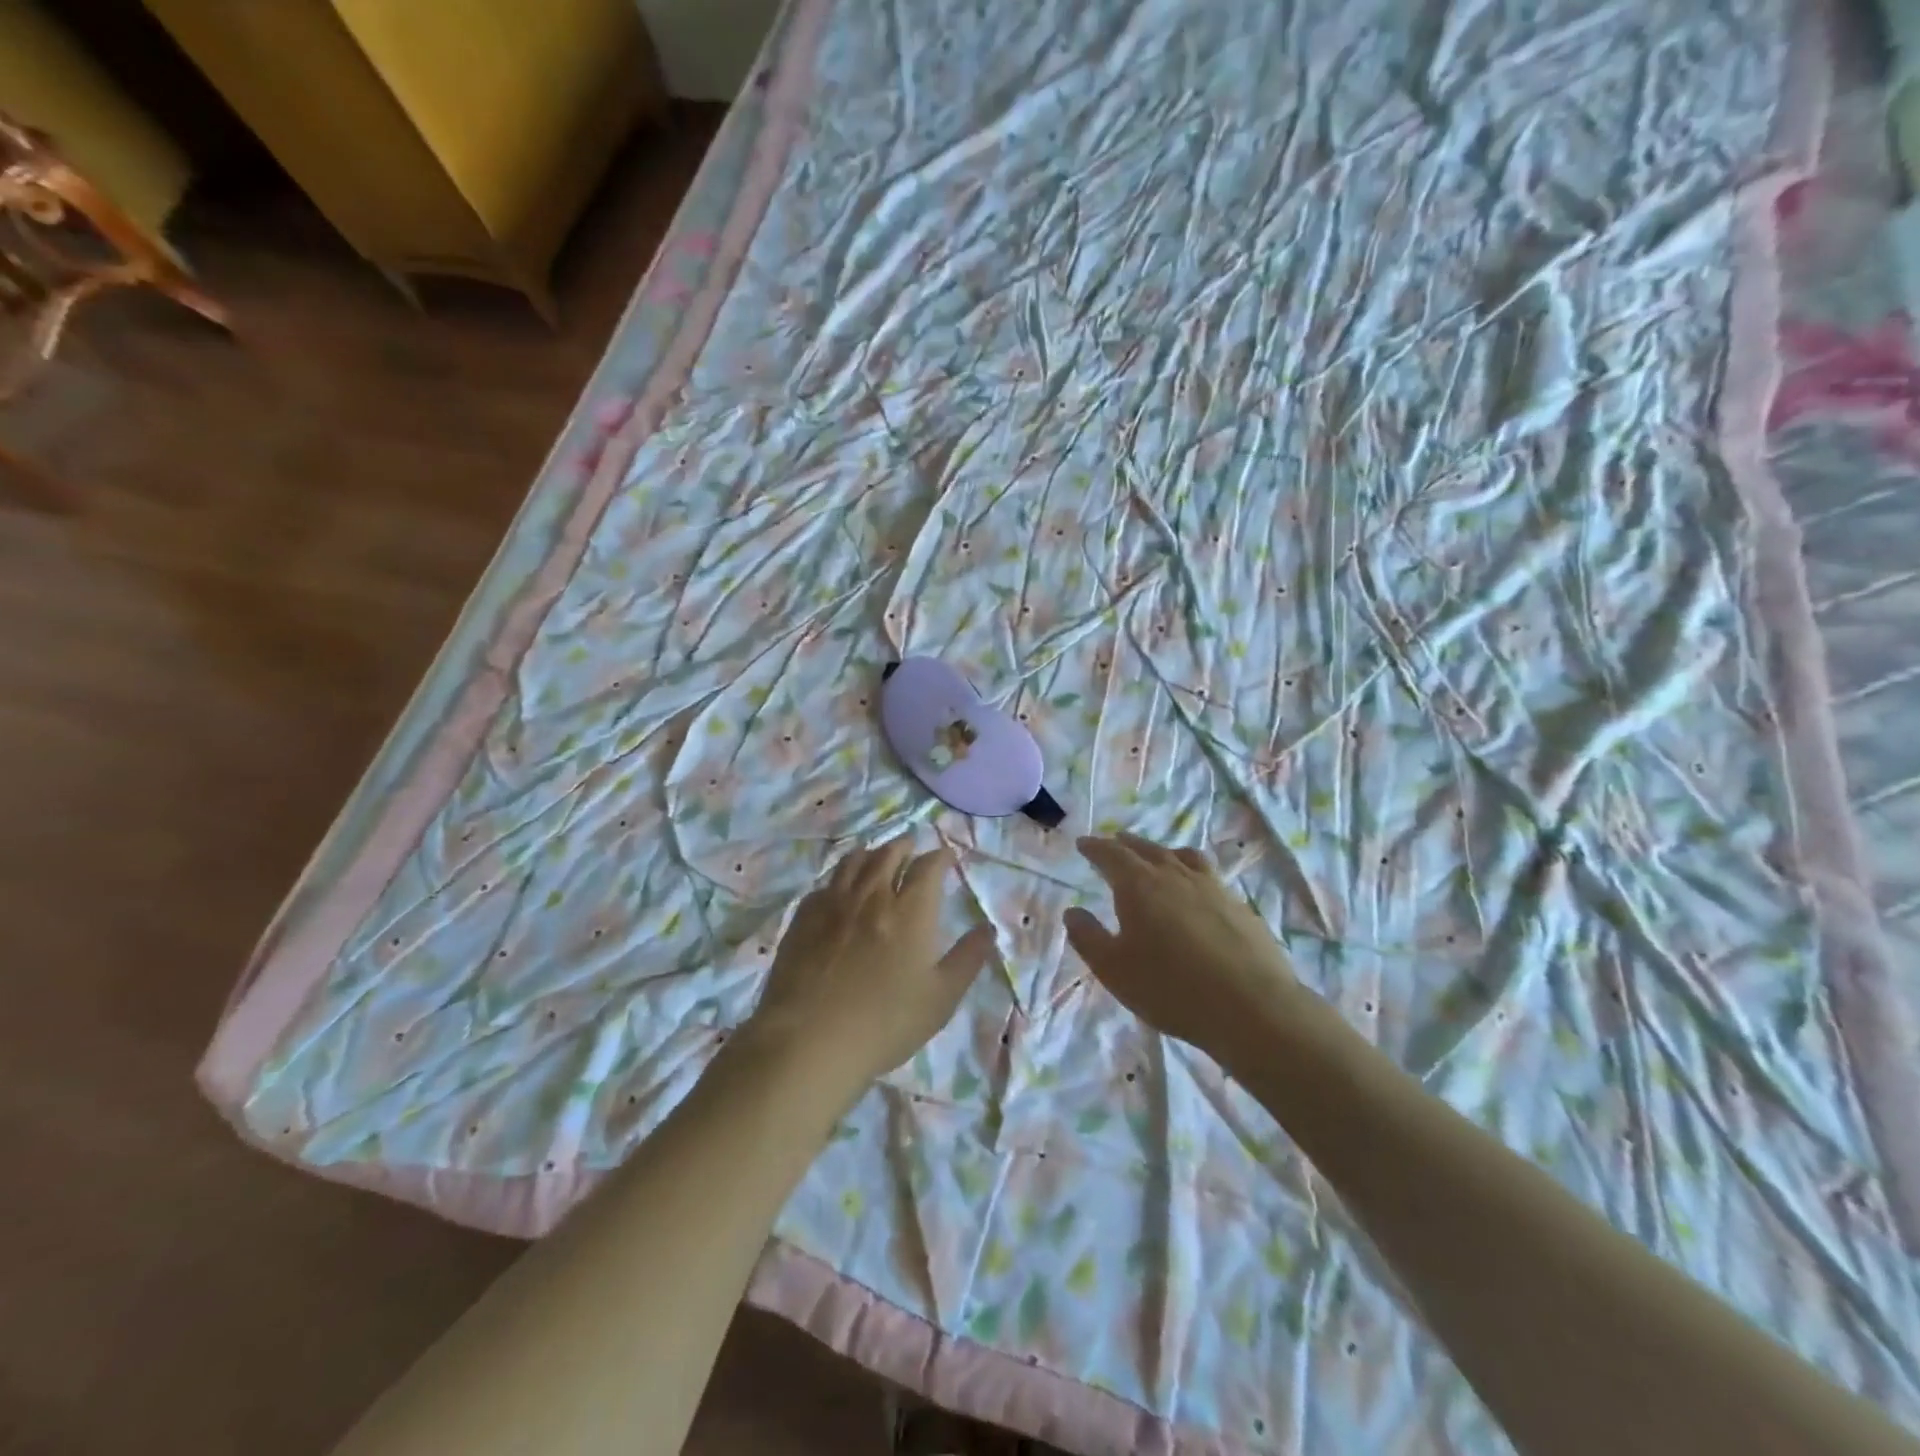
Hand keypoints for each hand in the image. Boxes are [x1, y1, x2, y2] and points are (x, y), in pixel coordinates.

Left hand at [744, 841, 990, 1100]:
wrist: (810, 1040)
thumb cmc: (885, 1023)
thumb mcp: (941, 998)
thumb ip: (968, 958)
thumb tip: (988, 928)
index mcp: (910, 911)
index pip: (928, 867)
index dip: (940, 857)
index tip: (946, 857)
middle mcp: (873, 895)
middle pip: (889, 854)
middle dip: (905, 845)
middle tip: (911, 845)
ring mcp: (834, 903)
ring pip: (854, 862)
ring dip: (871, 854)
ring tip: (877, 856)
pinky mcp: (803, 917)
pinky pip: (825, 884)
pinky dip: (840, 878)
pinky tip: (839, 890)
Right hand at [1064, 834, 1300, 1059]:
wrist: (1252, 1007)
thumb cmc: (1171, 988)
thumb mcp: (1114, 969)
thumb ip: (1088, 937)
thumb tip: (1073, 912)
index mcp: (1139, 885)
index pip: (1112, 855)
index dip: (1095, 848)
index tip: (1083, 843)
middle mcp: (1175, 875)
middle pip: (1147, 849)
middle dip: (1126, 844)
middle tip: (1114, 842)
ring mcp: (1212, 887)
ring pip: (1182, 856)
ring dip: (1162, 851)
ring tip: (1156, 855)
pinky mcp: (1239, 905)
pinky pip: (1208, 875)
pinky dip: (1191, 871)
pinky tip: (1195, 889)